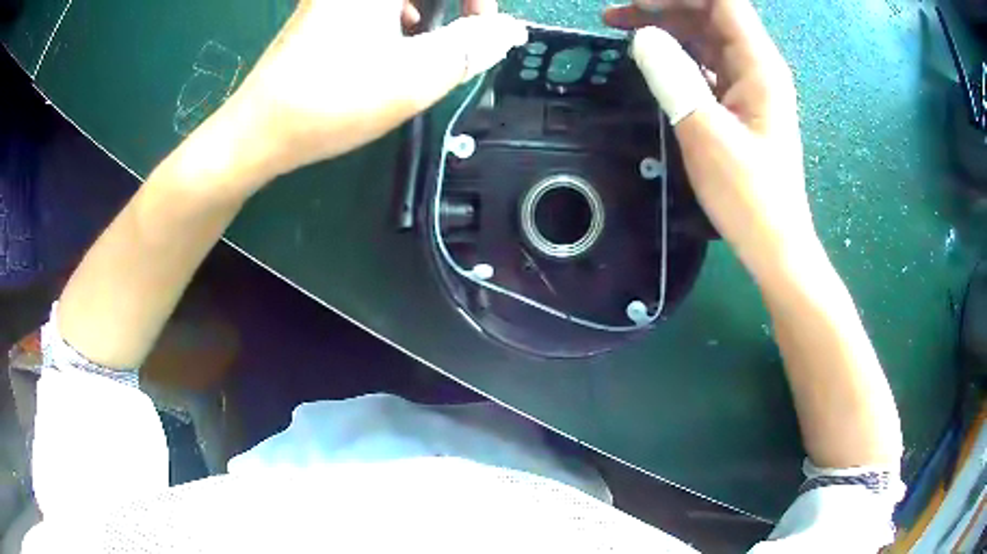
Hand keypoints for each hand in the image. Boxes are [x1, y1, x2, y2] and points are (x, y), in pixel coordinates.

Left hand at [217, 0, 526, 188]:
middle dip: (457, 5)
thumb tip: (508, 31)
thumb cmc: (332, 101)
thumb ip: (471, 47)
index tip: (486, 27)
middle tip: (467, 31)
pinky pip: (377, 2)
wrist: (258, 132)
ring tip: (433, 37)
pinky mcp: (325, 9)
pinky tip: (399, 36)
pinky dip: (402, 11)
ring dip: (431, 7)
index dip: (479, 1)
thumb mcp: (414, 76)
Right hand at [604, 0, 811, 281]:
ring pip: (704, 36)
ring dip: (665, 26)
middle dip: (662, 6)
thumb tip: (643, 37)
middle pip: (709, 13)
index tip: (636, 2)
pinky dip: (675, 53)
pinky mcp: (738, 103)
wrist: (773, 243)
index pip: (722, 2)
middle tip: (613, 16)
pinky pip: (705, 62)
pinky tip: (650, 58)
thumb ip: (674, 78)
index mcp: (758, 65)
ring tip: (620, 28)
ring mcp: (747, 84)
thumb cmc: (748, 195)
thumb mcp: (706, 134)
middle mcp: (755, 66)